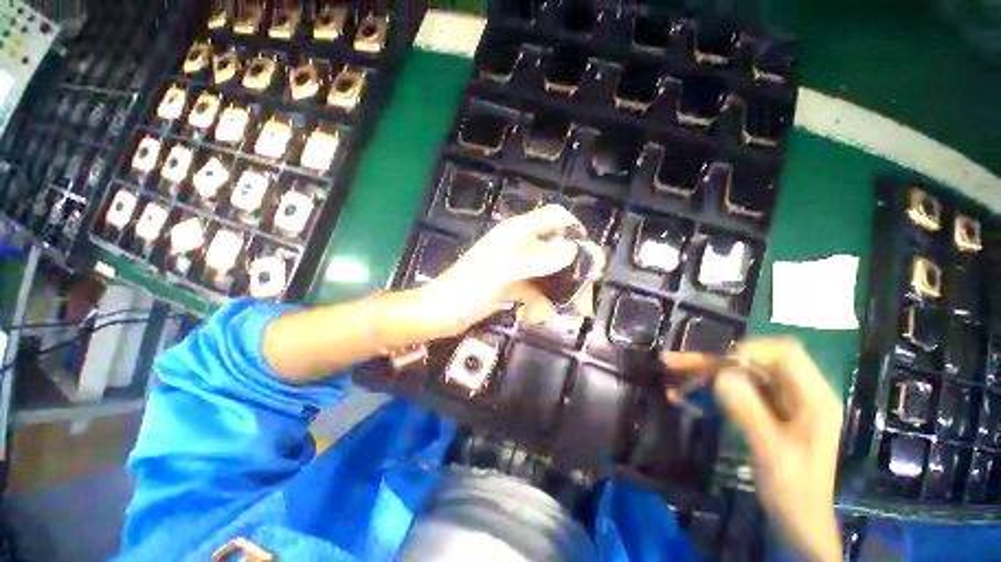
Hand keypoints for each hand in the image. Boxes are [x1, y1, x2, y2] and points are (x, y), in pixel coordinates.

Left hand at [417, 205, 589, 338]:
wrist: (444, 314)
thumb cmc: (468, 287)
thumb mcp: (503, 270)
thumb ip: (537, 258)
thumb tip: (572, 250)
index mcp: (518, 233)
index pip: (554, 218)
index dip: (574, 231)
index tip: (587, 257)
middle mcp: (522, 246)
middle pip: (559, 251)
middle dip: (572, 275)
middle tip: (583, 301)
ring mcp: (520, 268)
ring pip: (552, 276)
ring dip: (558, 296)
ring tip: (559, 317)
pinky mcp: (516, 287)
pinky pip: (539, 294)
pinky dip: (540, 307)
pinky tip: (533, 319)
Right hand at [663, 339, 843, 561]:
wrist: (796, 519)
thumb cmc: (792, 487)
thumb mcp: (770, 450)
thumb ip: (748, 409)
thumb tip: (721, 375)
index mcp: (812, 398)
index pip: (786, 354)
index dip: (752, 351)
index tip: (721, 364)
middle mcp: (796, 393)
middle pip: (753, 362)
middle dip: (714, 361)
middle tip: (675, 362)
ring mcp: (778, 401)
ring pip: (738, 374)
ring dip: (705, 373)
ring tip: (672, 373)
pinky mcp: (763, 410)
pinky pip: (733, 391)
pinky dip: (708, 390)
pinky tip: (683, 395)